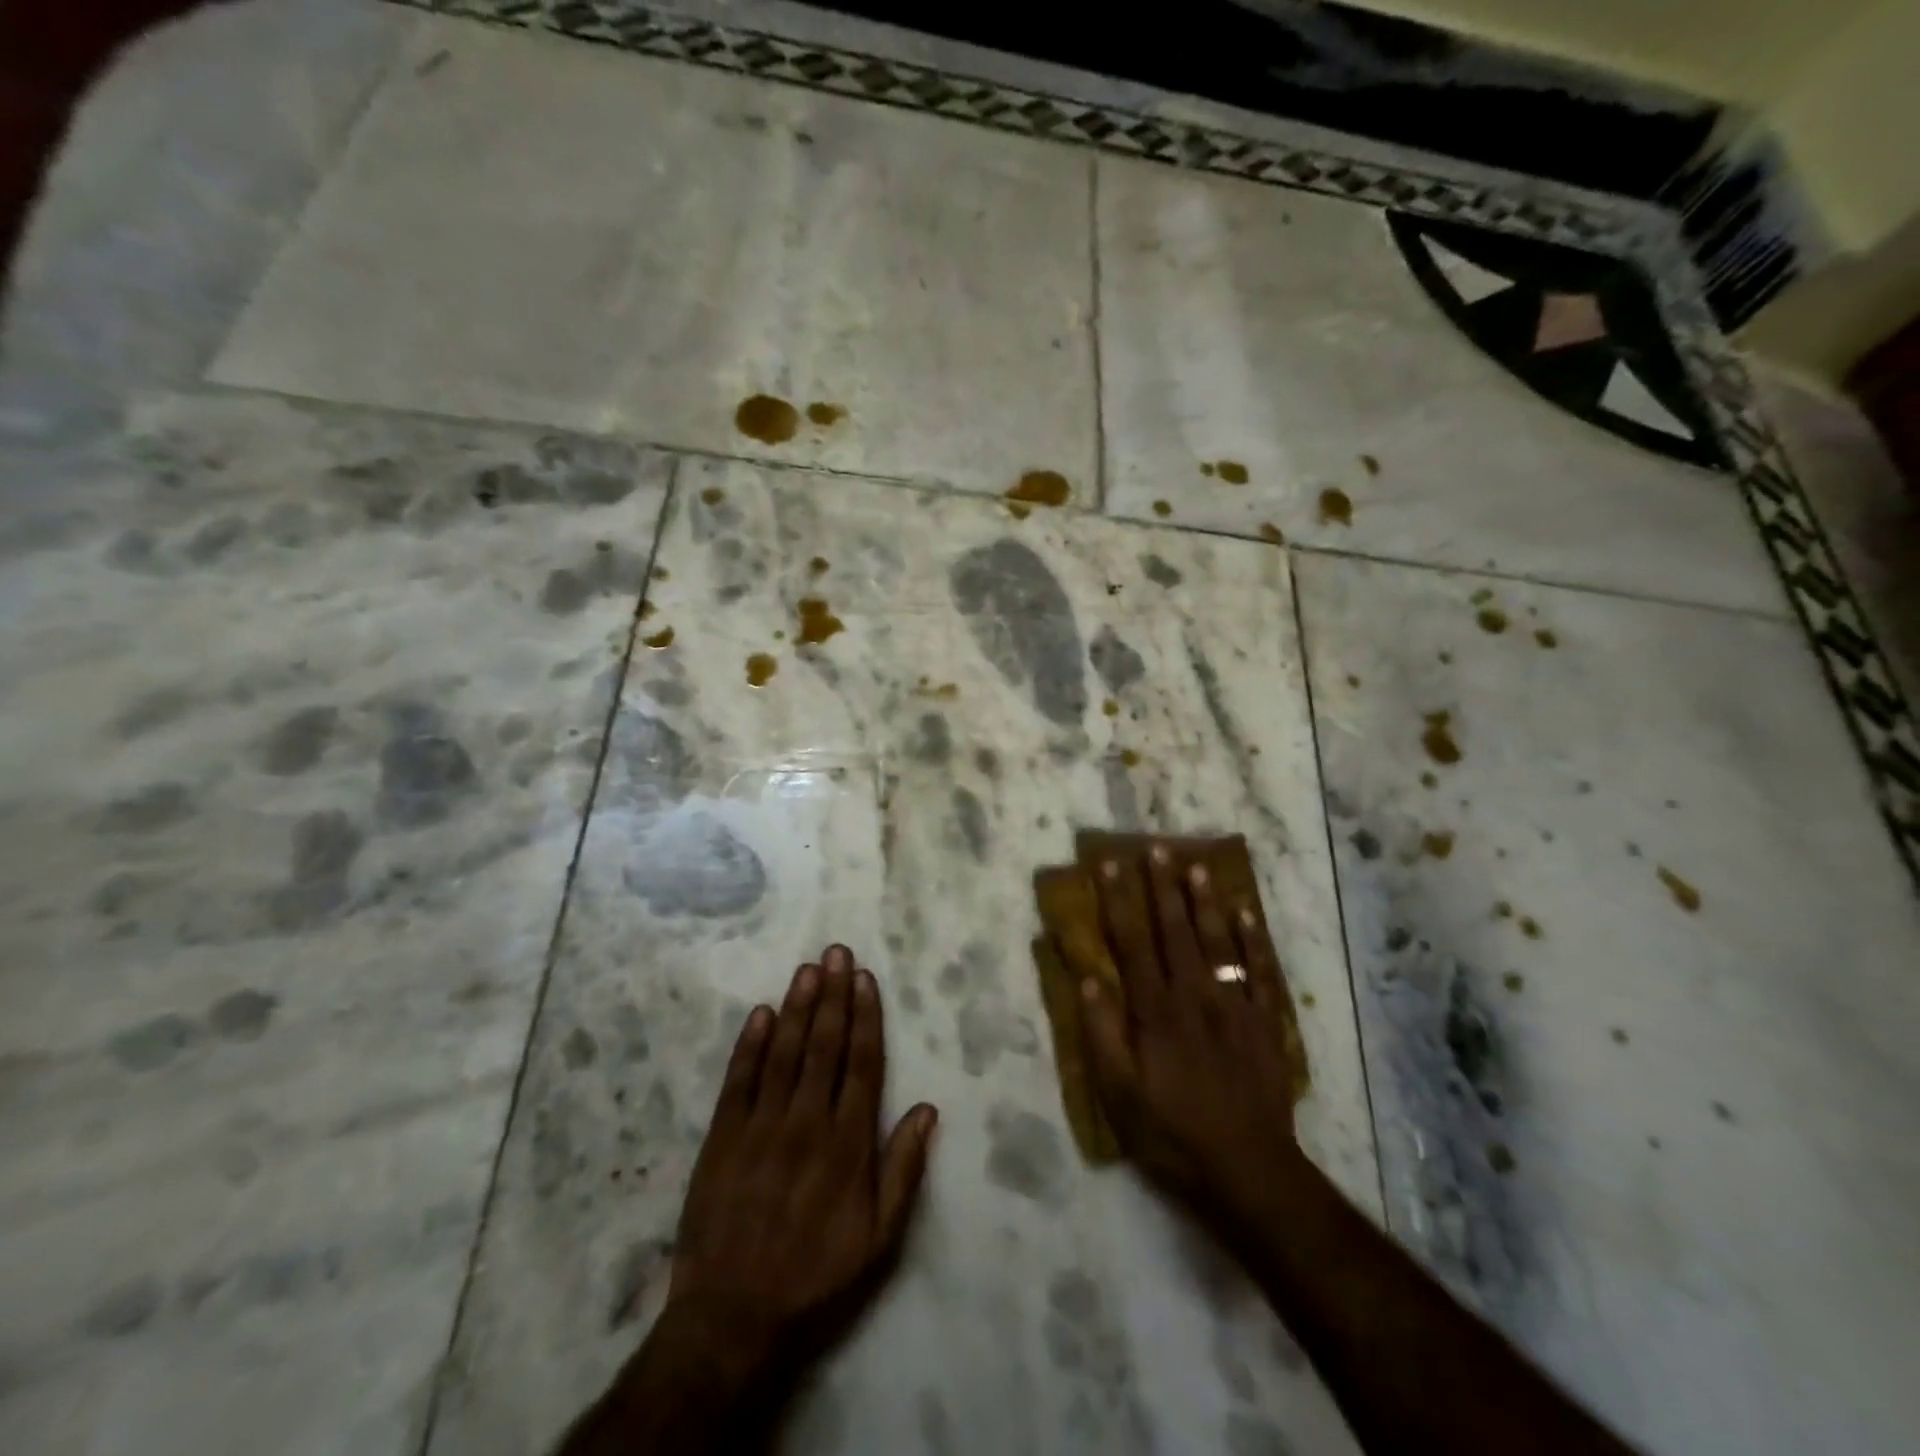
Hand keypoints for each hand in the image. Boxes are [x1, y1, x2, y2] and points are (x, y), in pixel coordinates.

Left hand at [666, 945, 938, 1390]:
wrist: (733, 1318)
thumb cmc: (816, 1276)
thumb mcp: (880, 1239)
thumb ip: (904, 1170)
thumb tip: (928, 1109)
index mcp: (848, 1144)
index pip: (862, 1064)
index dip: (865, 1017)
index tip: (865, 978)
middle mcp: (807, 1123)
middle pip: (824, 1046)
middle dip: (832, 996)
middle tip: (836, 952)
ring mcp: (761, 1127)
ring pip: (783, 1053)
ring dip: (796, 1007)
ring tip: (807, 969)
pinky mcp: (722, 1138)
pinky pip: (739, 1081)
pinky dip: (749, 1045)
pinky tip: (760, 1013)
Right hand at [1078, 844, 1306, 1231]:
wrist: (1248, 1170)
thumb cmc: (1172, 1133)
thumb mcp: (1120, 1095)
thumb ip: (1103, 1034)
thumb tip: (1089, 977)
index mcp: (1155, 1011)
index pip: (1133, 943)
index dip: (1120, 901)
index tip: (1111, 865)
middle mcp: (1193, 997)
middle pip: (1175, 931)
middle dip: (1163, 887)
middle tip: (1157, 848)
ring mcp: (1233, 1007)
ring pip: (1217, 942)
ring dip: (1205, 902)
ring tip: (1197, 865)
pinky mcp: (1263, 1024)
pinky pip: (1260, 972)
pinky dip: (1254, 940)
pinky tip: (1247, 912)